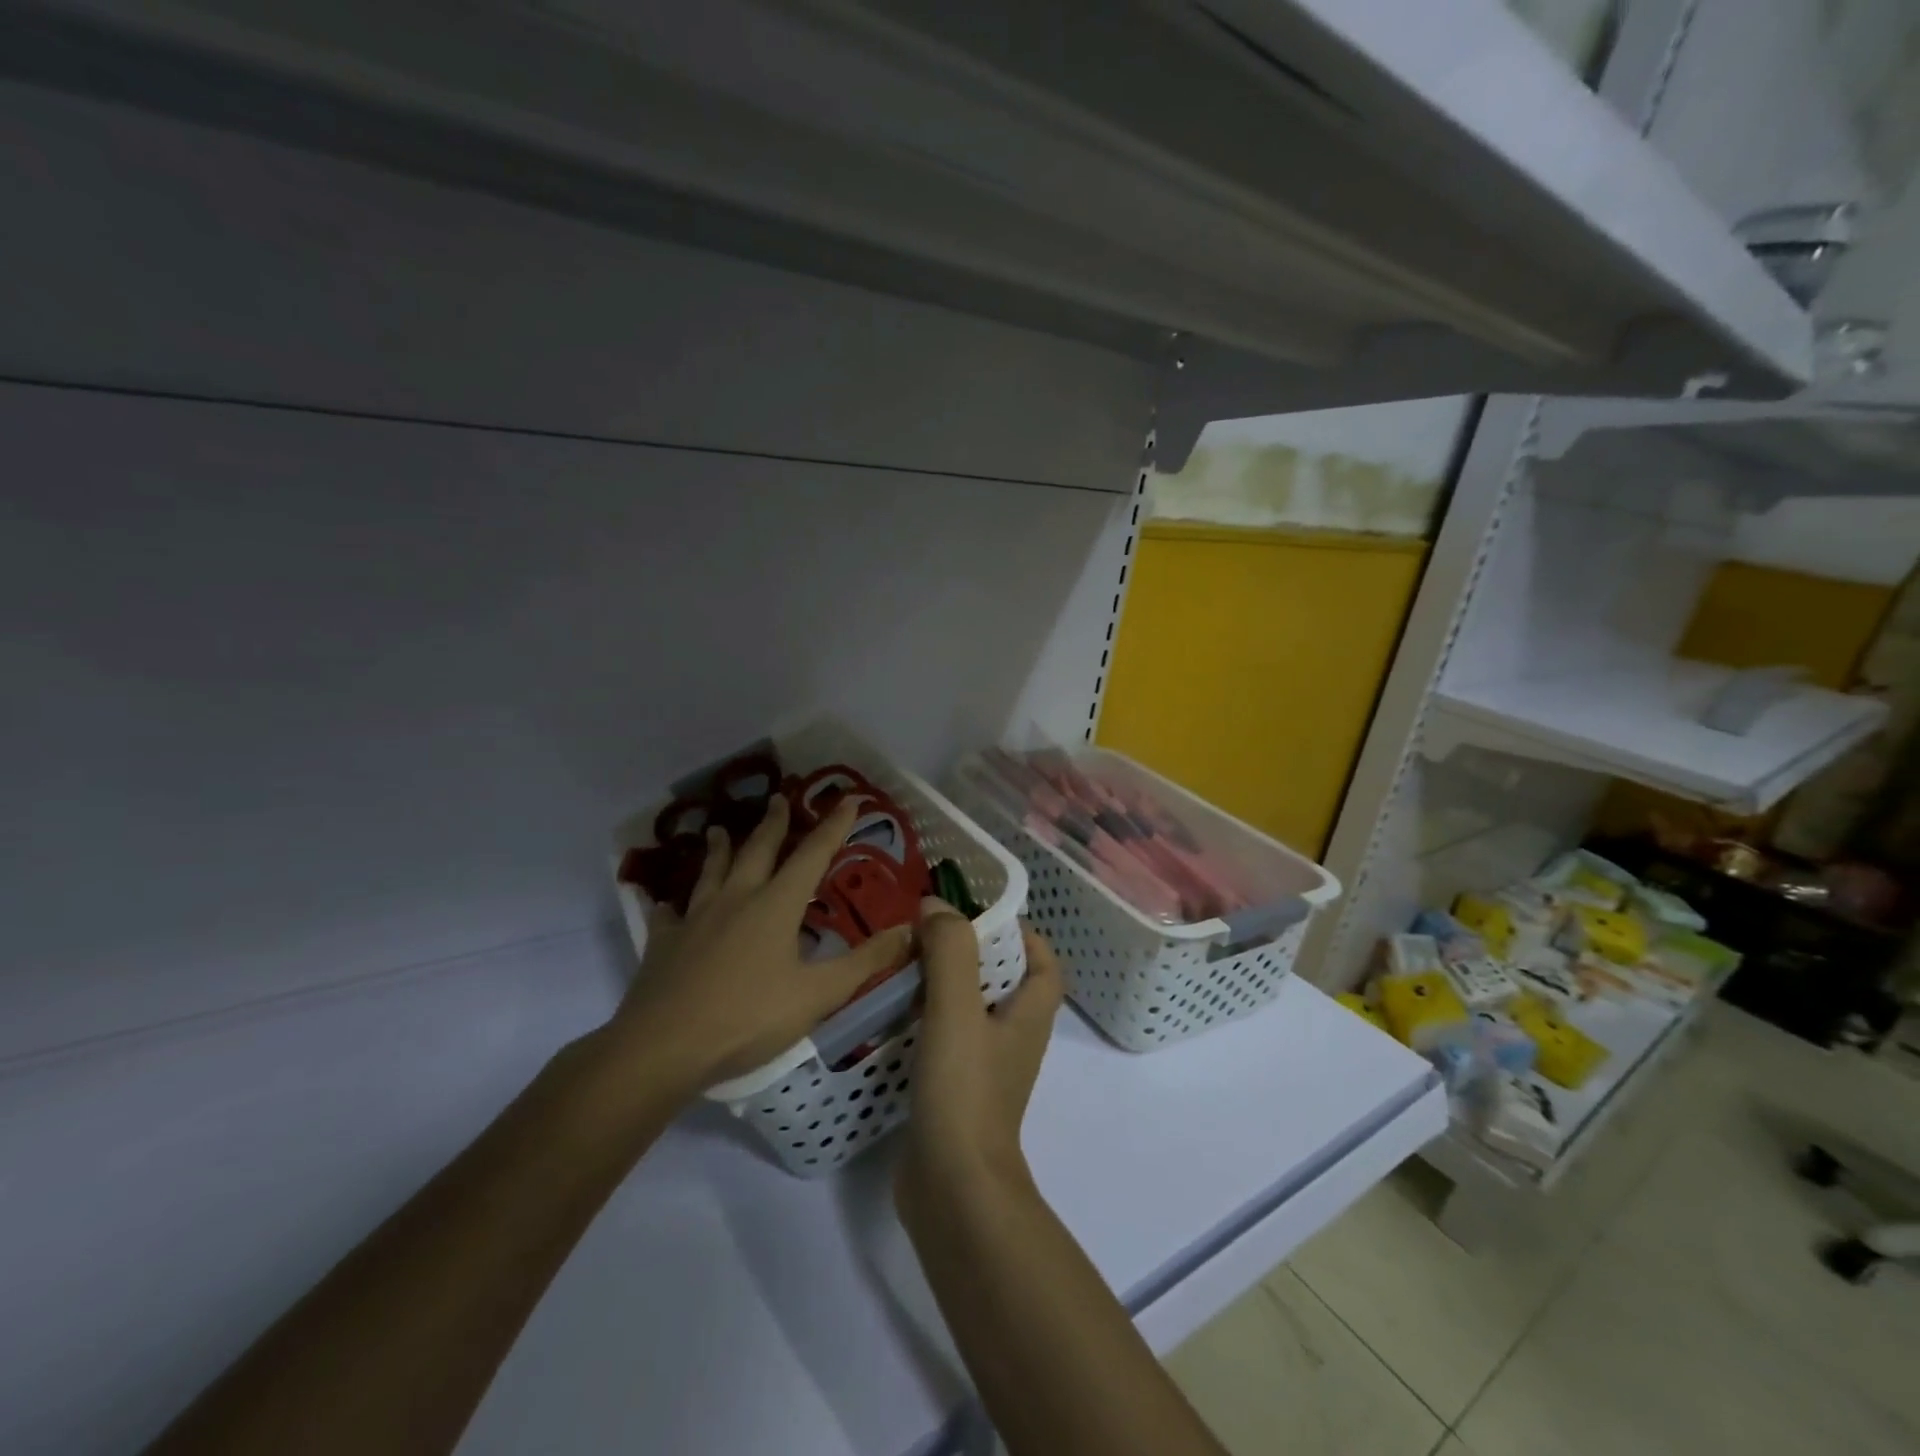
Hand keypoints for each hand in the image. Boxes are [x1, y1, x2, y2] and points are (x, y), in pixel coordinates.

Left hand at [594, 794, 913, 1102]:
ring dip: (720, 848)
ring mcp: (696, 917)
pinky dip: (671, 903)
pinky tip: (665, 902)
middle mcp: (736, 899)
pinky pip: (668, 914)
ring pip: (712, 871)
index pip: (812, 855)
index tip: (848, 800)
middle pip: (758, 850)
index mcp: (776, 905)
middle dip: (775, 823)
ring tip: (720, 829)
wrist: (663, 1046)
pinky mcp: (664, 941)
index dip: (833, 826)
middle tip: (780, 797)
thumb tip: (910, 930)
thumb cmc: (748, 1017)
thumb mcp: (817, 995)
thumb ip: (865, 962)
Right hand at [897, 902, 1063, 1213]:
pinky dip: (925, 1021)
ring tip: (903, 965)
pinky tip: (891, 1015)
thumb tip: (936, 907)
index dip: (1022, 935)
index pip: (1043, 964)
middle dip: (971, 954)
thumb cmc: (964, 1091)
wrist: (952, 1190)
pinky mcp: (955, 1092)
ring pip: (970, 1012)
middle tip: (928, 935)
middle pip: (1002, 983)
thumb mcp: (956, 1009)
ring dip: (943, 985)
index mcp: (1028, 1016)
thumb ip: (950, 952)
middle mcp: (1013, 1040)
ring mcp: (984, 1069)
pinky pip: (945, 1040)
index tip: (980, 916)